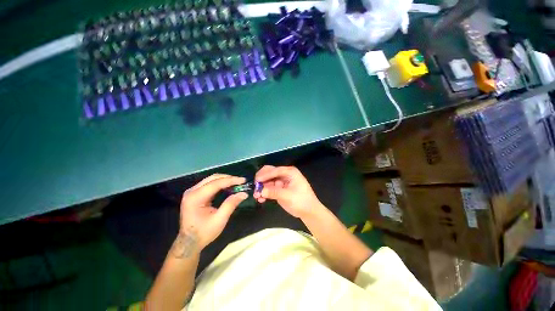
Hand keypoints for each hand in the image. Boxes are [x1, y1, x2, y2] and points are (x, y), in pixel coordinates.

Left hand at [174, 174, 247, 256]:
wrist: (189, 242)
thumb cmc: (204, 232)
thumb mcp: (219, 220)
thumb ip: (231, 204)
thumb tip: (244, 193)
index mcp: (195, 198)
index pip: (215, 184)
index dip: (231, 180)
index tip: (243, 180)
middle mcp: (192, 191)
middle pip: (213, 178)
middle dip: (228, 178)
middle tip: (241, 181)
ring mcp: (192, 192)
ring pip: (211, 179)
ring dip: (224, 180)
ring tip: (236, 183)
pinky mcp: (194, 194)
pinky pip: (209, 184)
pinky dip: (220, 184)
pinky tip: (228, 186)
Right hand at [254, 166, 322, 217]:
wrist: (308, 211)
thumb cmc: (301, 201)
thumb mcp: (288, 196)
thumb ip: (274, 192)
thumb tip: (260, 191)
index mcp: (289, 172)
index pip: (275, 170)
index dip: (265, 175)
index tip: (257, 181)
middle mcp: (284, 174)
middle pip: (270, 173)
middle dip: (262, 180)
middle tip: (255, 187)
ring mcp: (281, 182)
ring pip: (267, 181)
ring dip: (261, 187)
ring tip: (257, 196)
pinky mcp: (278, 189)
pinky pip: (269, 188)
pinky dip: (264, 192)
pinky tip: (261, 199)